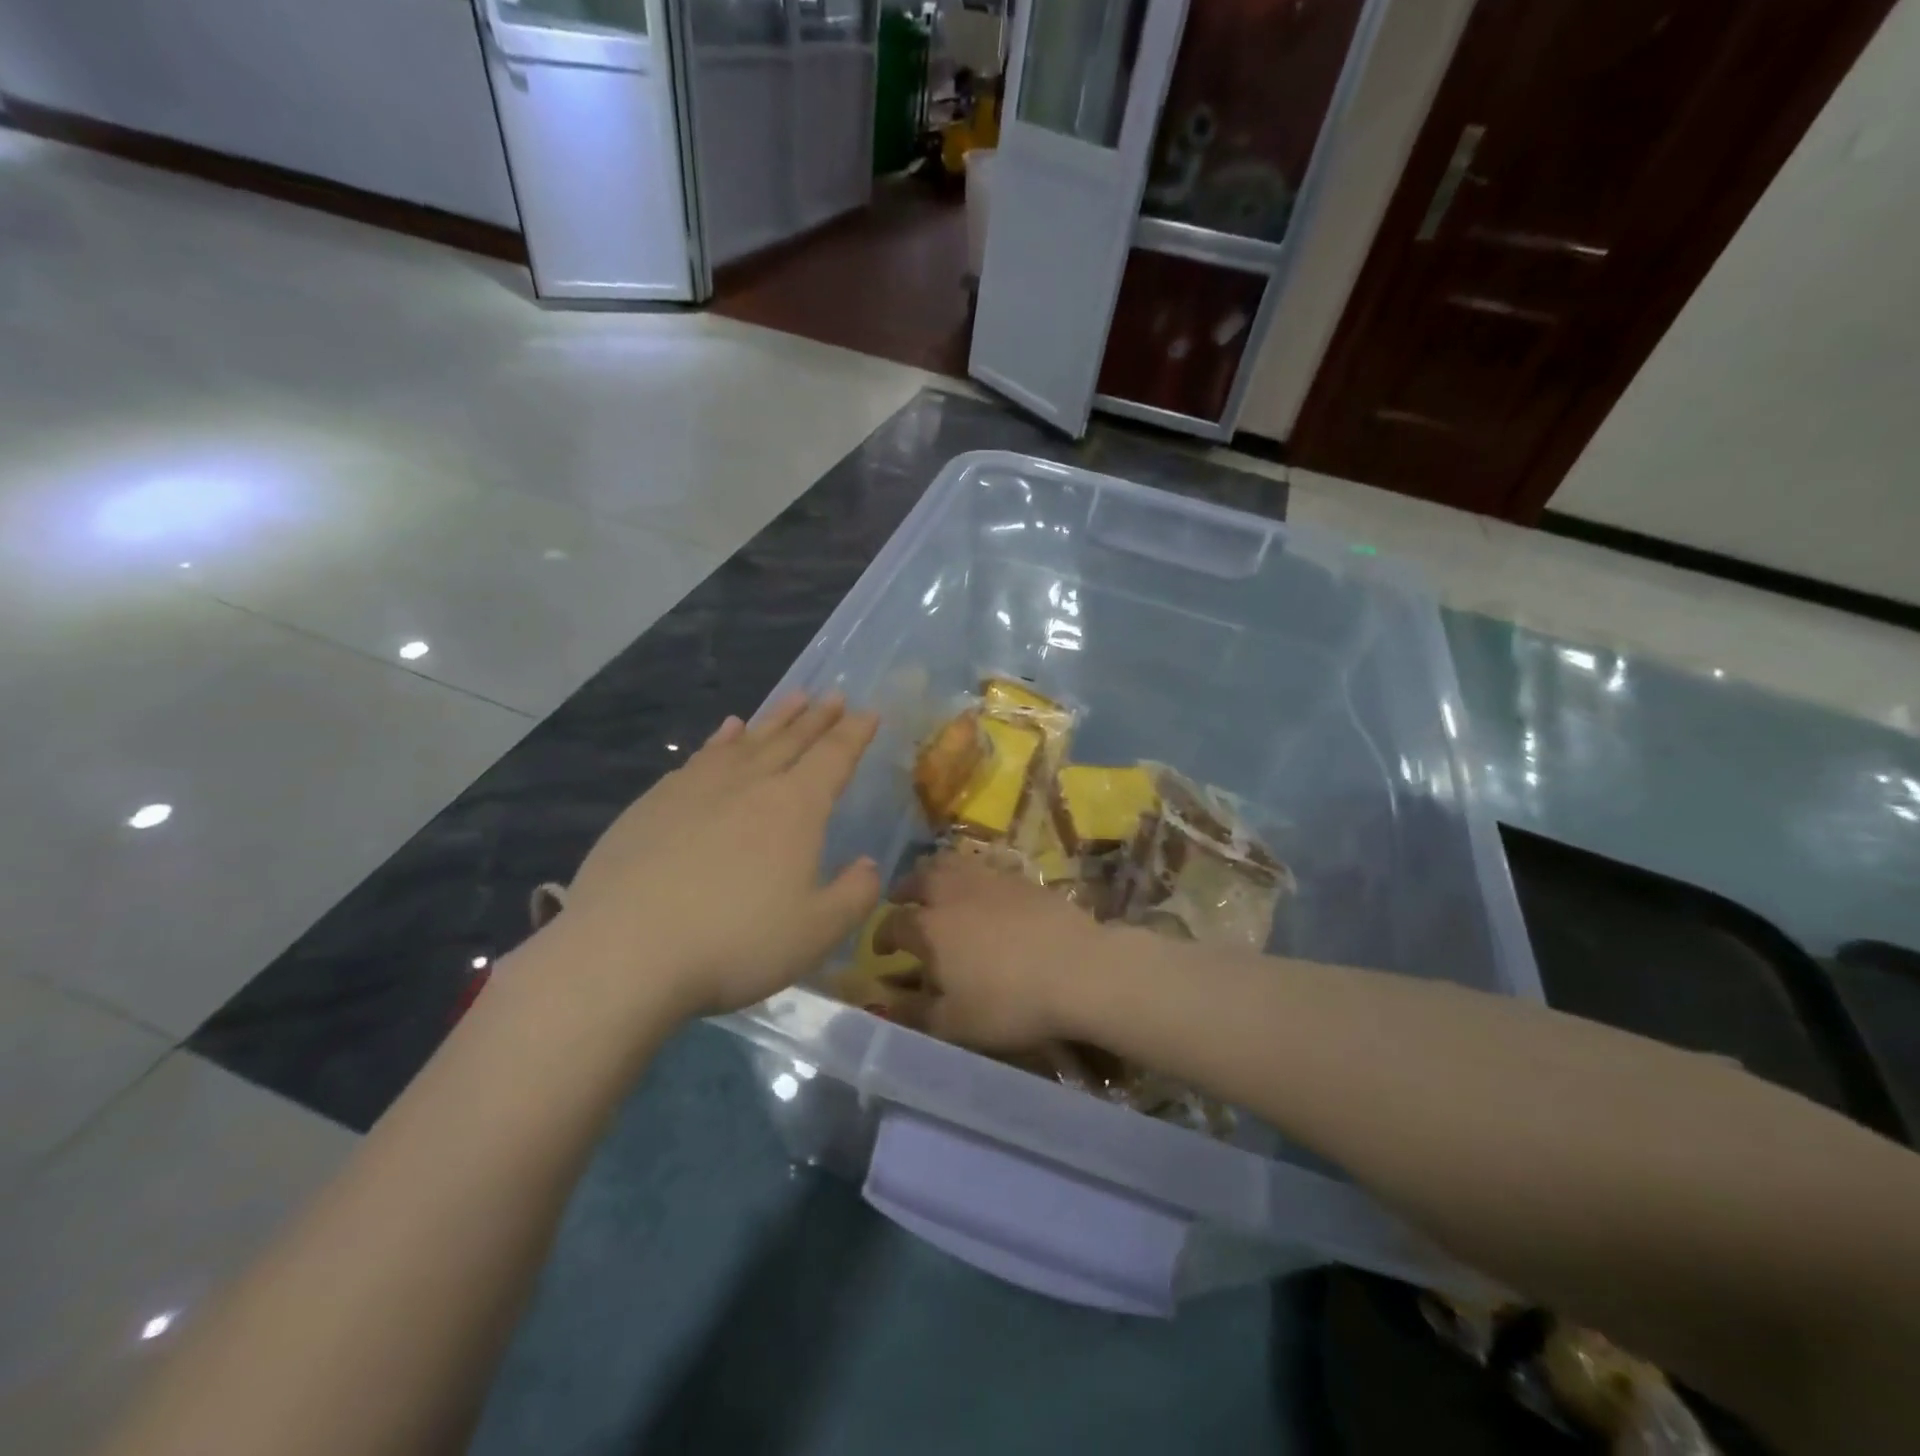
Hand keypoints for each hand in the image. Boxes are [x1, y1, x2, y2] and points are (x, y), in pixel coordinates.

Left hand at [540, 692, 882, 1022]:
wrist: (624, 952)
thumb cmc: (735, 942)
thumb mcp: (816, 932)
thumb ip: (854, 895)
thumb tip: (869, 865)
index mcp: (795, 807)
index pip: (834, 757)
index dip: (855, 733)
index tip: (868, 711)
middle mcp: (749, 784)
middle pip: (791, 740)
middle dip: (817, 718)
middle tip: (833, 695)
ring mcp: (696, 789)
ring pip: (746, 741)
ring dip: (774, 719)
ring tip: (791, 699)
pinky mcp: (653, 803)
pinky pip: (700, 757)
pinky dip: (721, 740)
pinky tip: (726, 733)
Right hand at [877, 854, 1110, 1050]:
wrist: (1077, 969)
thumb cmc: (1008, 1002)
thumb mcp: (953, 1024)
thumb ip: (913, 1012)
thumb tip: (885, 1003)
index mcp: (928, 927)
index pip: (893, 923)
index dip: (882, 936)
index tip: (882, 950)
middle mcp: (951, 893)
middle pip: (918, 878)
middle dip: (904, 891)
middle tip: (903, 903)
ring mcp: (987, 879)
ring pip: (950, 863)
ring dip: (934, 874)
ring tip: (937, 889)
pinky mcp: (1019, 877)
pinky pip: (983, 867)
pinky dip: (970, 875)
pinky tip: (980, 891)